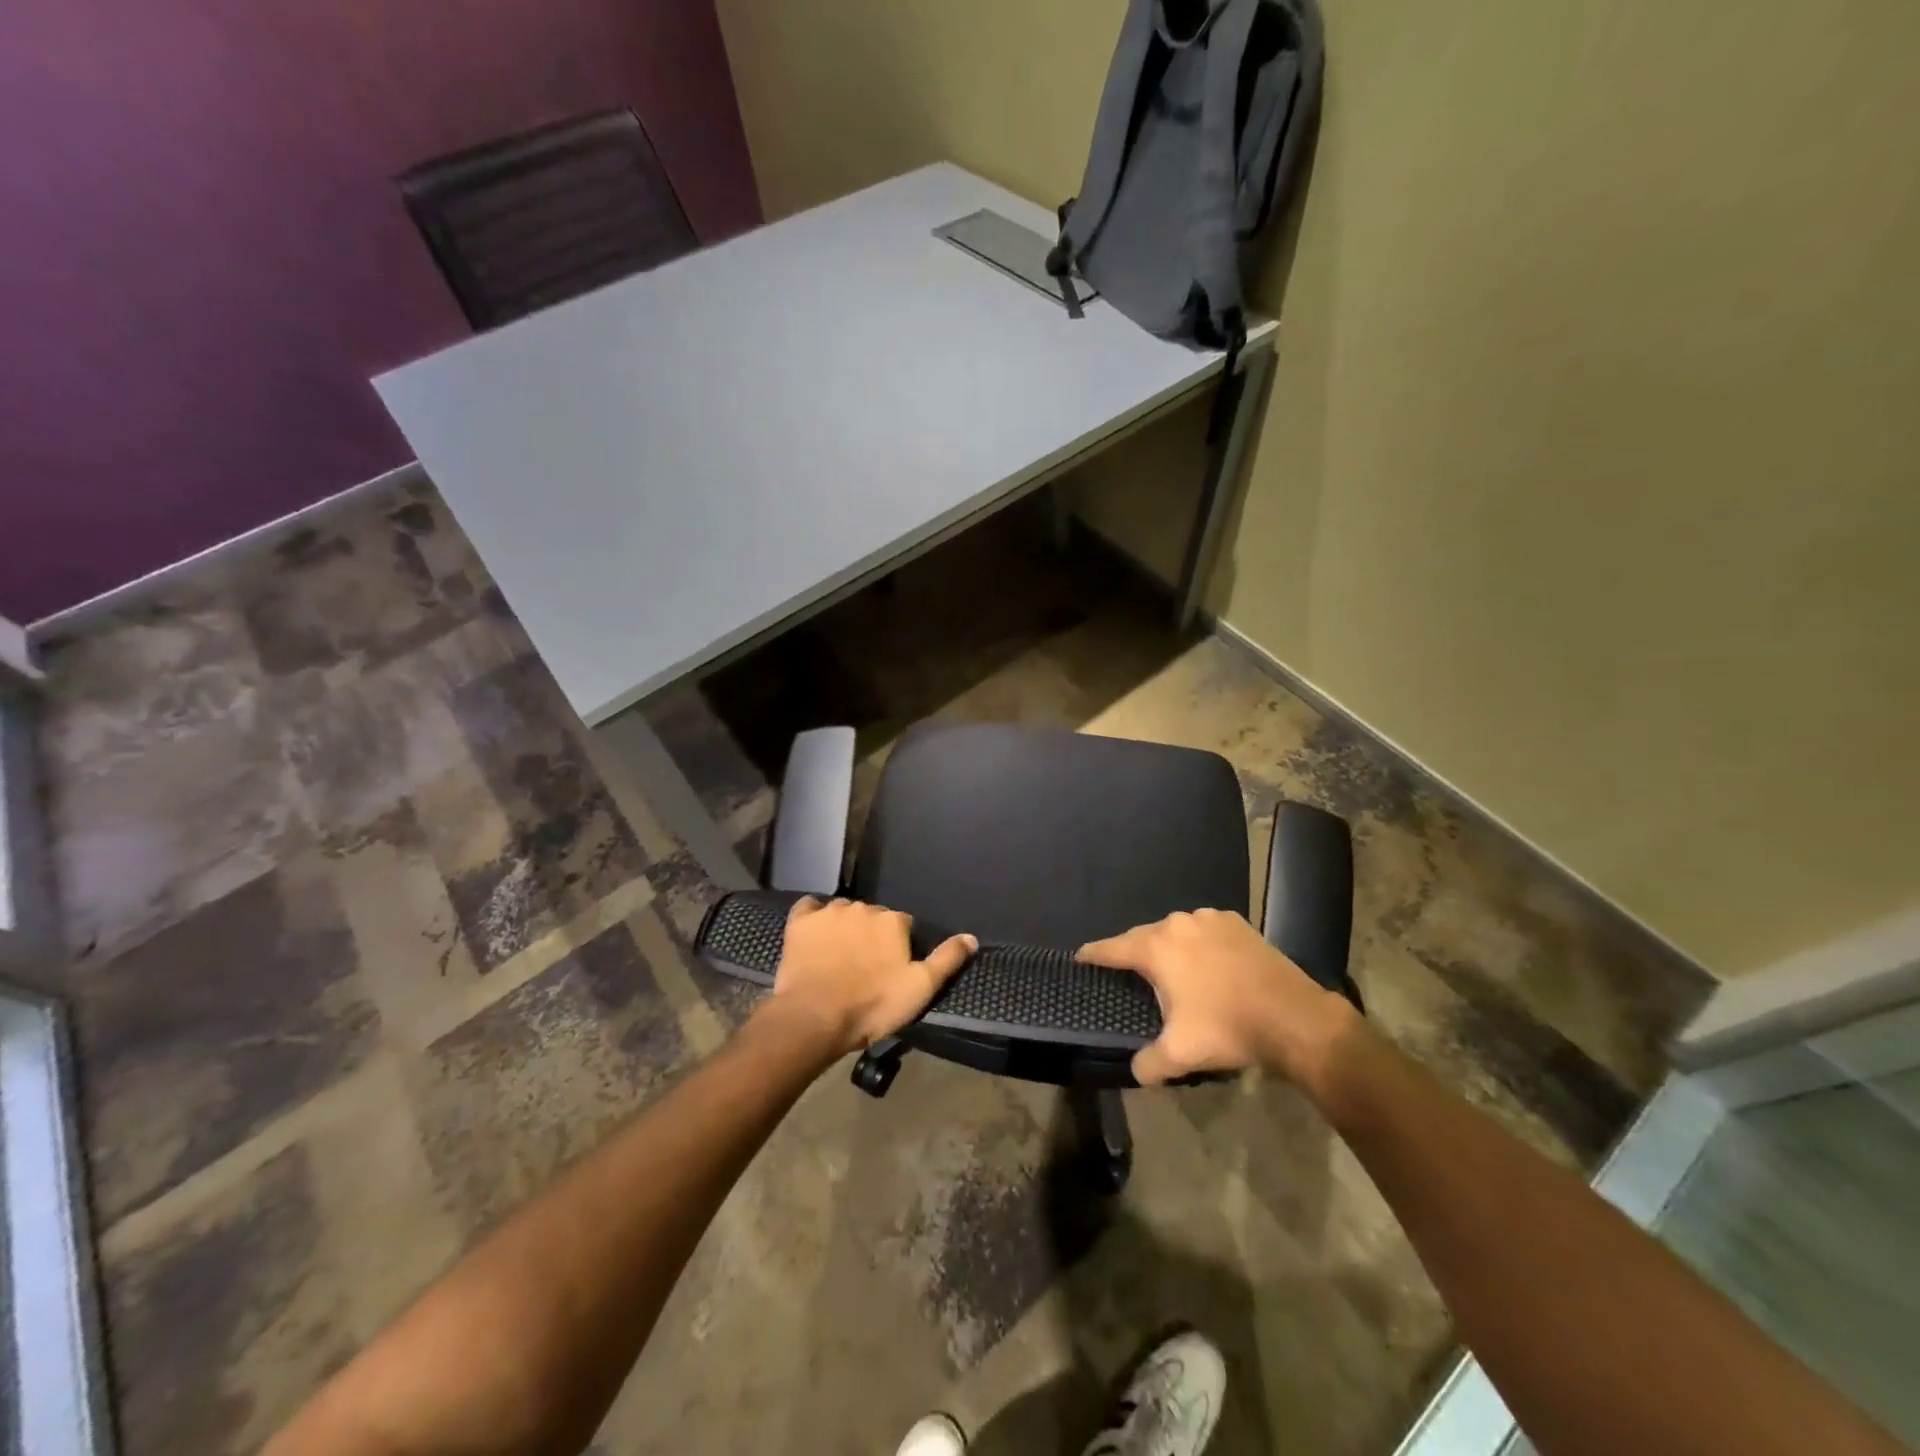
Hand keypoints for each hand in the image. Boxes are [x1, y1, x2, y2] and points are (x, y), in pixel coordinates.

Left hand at [769, 897, 976, 1056]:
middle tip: (865, 966)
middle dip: (871, 936)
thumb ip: (947, 959)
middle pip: (873, 917)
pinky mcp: (800, 921)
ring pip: (843, 912)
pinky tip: (814, 933)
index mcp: (893, 920)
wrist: (814, 1017)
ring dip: (844, 928)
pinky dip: (813, 917)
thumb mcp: (920, 988)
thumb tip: (971, 937)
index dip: (899, 946)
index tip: (892, 968)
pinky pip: (809, 908)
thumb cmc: (872, 1005)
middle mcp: (863, 907)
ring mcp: (829, 912)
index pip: (903, 925)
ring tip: (838, 956)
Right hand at [1080, 909, 1355, 1086]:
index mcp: (1156, 947)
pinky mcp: (1237, 923)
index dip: (1093, 954)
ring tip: (1169, 969)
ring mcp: (1209, 919)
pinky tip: (1205, 963)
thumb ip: (1148, 1063)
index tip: (1080, 958)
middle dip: (1133, 953)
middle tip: (1127, 973)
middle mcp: (1178, 923)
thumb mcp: (1180, 1054)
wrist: (1294, 1017)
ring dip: (1168, 948)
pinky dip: (1197, 944)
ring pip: (1175, 931)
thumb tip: (1137, 1070)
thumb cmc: (1228, 1028)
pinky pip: (1204, 931)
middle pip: (1143, 936)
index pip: (1112, 948)